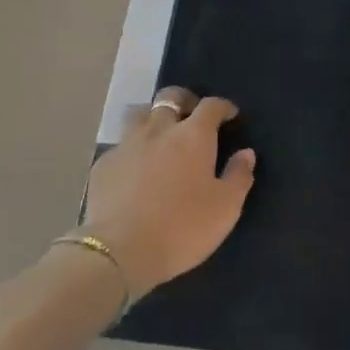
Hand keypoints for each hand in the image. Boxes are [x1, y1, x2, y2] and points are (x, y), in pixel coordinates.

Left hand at [79, 90, 256, 297]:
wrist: (119, 252)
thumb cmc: (181, 228)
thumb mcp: (225, 208)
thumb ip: (238, 176)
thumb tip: (246, 153)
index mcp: (193, 136)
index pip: (211, 106)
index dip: (222, 107)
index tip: (229, 115)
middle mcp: (159, 129)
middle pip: (170, 97)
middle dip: (184, 100)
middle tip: (192, 114)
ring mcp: (127, 144)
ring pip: (139, 113)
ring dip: (153, 116)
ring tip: (159, 133)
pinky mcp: (103, 164)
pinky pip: (120, 144)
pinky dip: (131, 148)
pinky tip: (134, 166)